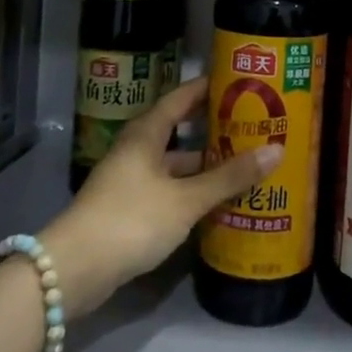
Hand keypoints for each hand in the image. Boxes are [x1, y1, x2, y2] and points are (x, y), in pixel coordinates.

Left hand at [40, 77, 278, 318]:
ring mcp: (130, 181)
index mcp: (146, 134)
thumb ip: (229, 177)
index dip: (208, 88)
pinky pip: (168, 190)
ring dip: (204, 166)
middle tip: (252, 127)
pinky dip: (192, 191)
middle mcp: (137, 151)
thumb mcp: (186, 199)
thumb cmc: (132, 219)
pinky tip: (217, 202)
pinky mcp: (128, 209)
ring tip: (244, 166)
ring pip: (175, 165)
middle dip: (213, 130)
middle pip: (180, 132)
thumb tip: (276, 150)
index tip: (238, 82)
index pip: (181, 98)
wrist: (75, 269)